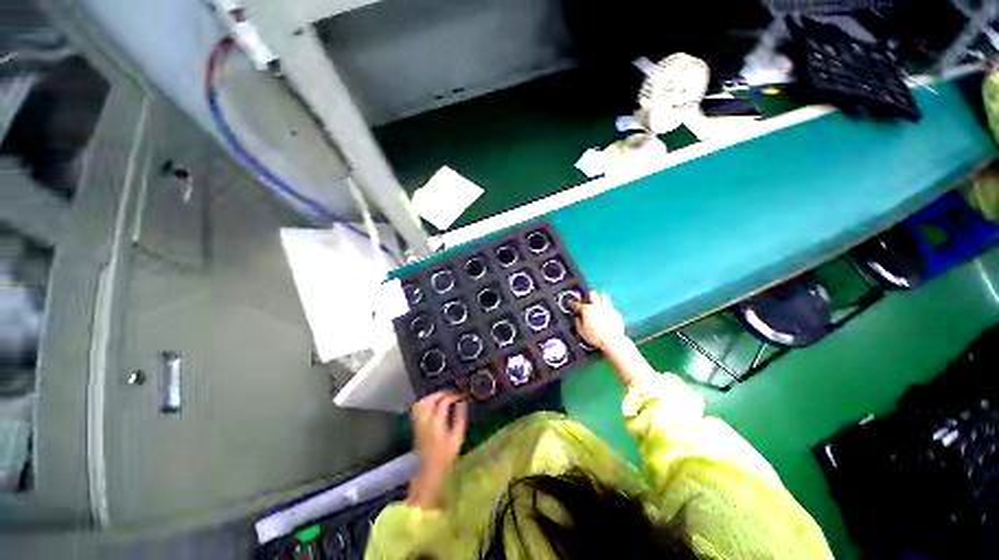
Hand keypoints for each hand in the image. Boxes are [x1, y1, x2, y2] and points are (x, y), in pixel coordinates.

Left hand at [408, 391, 466, 507]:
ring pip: (422, 402)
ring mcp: (418, 423)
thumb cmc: (444, 458)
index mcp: (437, 423)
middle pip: (431, 399)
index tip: (461, 396)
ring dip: (433, 396)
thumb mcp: (457, 439)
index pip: (444, 402)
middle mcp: (425, 420)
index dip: (453, 396)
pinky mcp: (415, 426)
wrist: (426, 474)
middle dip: (443, 393)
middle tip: (453, 394)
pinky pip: (417, 408)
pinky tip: (433, 404)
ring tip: (443, 396)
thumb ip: (460, 418)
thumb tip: (462, 403)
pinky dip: (425, 402)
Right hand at [569, 291, 626, 350]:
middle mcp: (597, 306)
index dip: (572, 303)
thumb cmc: (595, 336)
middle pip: (592, 294)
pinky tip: (606, 314)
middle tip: (587, 299)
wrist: (612, 340)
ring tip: (598, 302)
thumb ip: (577, 322)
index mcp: (587, 309)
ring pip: (604, 296)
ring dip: (600, 298)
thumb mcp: (581, 331)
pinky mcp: (616, 313)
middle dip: (588, 295)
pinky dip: (607, 309)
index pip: (577, 304)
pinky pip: (611, 307)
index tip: (570, 302)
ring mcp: (608, 308)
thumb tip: (577, 318)